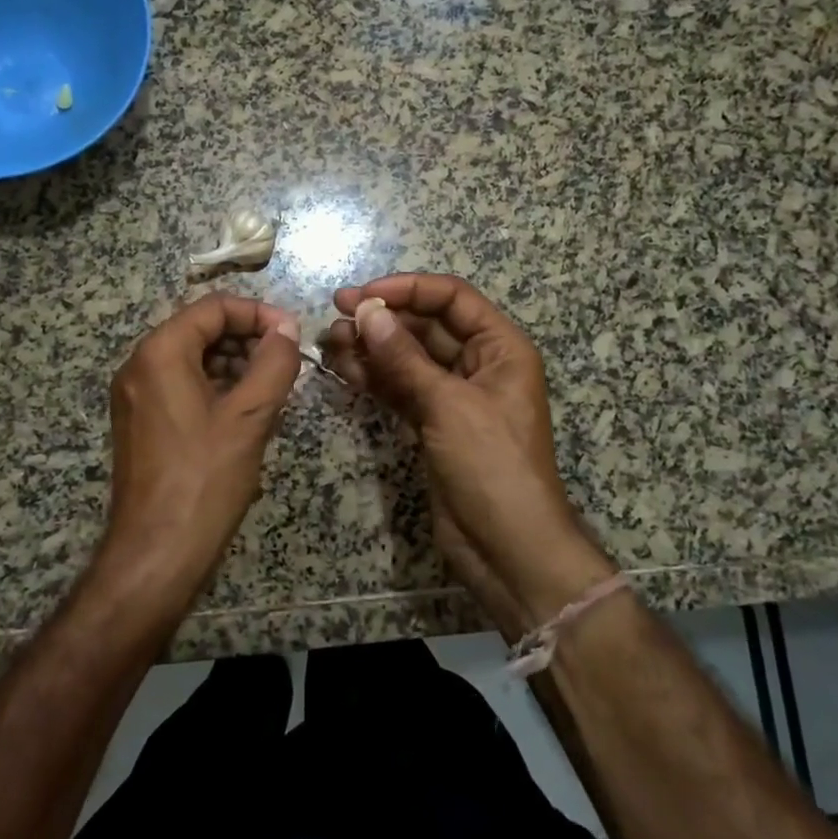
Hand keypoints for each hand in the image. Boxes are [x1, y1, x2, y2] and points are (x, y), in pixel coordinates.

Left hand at [100, 295, 302, 610]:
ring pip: (193, 358)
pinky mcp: (142, 422)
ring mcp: (136, 395)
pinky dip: (217, 386)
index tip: (293, 335)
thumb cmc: (204, 480)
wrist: (155, 555)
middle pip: (201, 329)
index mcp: (160, 353)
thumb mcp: (250, 417)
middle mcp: (140, 365)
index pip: (214, 307)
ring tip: (273, 388)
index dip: (258, 313)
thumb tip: (287, 330)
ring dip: (235, 363)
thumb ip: (274, 363)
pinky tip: (247, 411)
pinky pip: (182, 385)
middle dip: (247, 338)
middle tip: (287, 363)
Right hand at [323, 275, 612, 634]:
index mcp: (500, 348)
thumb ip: (404, 357)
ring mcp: (453, 395)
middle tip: (335, 315)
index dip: (408, 289)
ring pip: (408, 357)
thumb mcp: (448, 405)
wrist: (507, 549)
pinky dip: (374, 377)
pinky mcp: (432, 423)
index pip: (451, 299)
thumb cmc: (491, 465)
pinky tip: (343, 366)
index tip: (363, 294)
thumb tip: (367, 310)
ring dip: (371, 347)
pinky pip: (400, 388)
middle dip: (383, 318)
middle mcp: (478, 364)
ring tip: (329, 341)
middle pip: (426, 326)